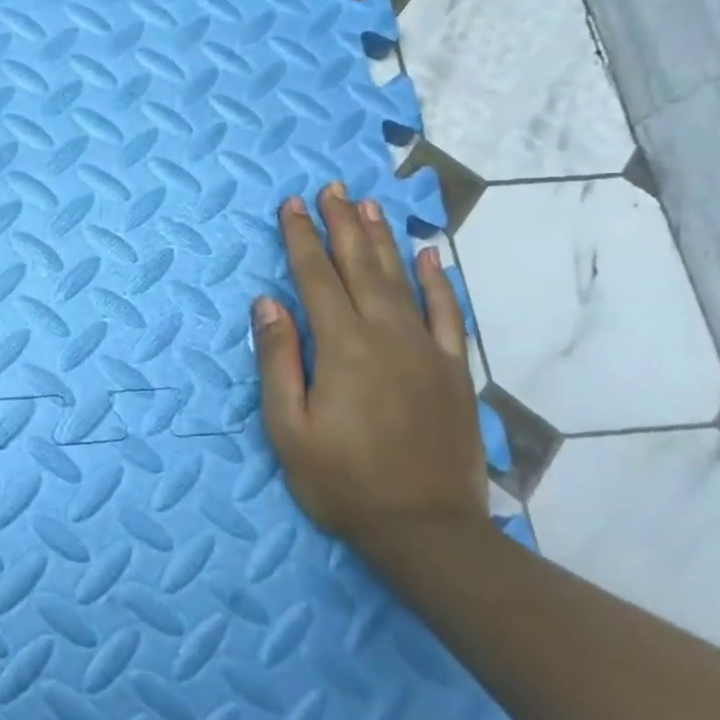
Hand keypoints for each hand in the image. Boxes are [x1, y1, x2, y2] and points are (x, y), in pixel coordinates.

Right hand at [253, 184, 487, 548]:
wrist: (426, 530)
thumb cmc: (342, 481)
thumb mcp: (288, 428)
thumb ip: (277, 360)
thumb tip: (267, 302)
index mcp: (342, 346)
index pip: (315, 277)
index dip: (300, 237)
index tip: (291, 204)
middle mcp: (386, 334)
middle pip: (359, 265)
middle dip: (342, 224)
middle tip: (331, 189)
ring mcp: (425, 350)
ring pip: (401, 279)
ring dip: (383, 239)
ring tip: (370, 205)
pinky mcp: (452, 370)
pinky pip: (446, 314)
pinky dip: (438, 282)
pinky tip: (431, 257)